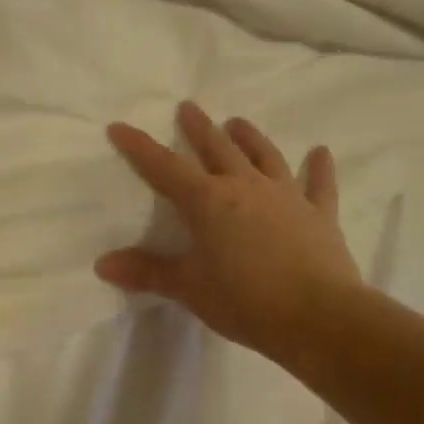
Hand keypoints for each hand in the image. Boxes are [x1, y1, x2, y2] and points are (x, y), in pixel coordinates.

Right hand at [97, 102, 362, 364]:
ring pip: (265, 157)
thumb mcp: (189, 288)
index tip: (120, 126)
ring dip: (250, 137)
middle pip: (217, 149)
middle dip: (199, 128)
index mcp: (208, 202)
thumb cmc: (244, 301)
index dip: (140, 148)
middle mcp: (246, 188)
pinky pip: (320, 185)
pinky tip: (321, 152)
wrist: (318, 317)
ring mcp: (286, 197)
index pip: (164, 168)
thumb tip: (102, 264)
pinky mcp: (319, 215)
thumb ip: (147, 272)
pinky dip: (320, 168)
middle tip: (188, 107)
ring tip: (238, 122)